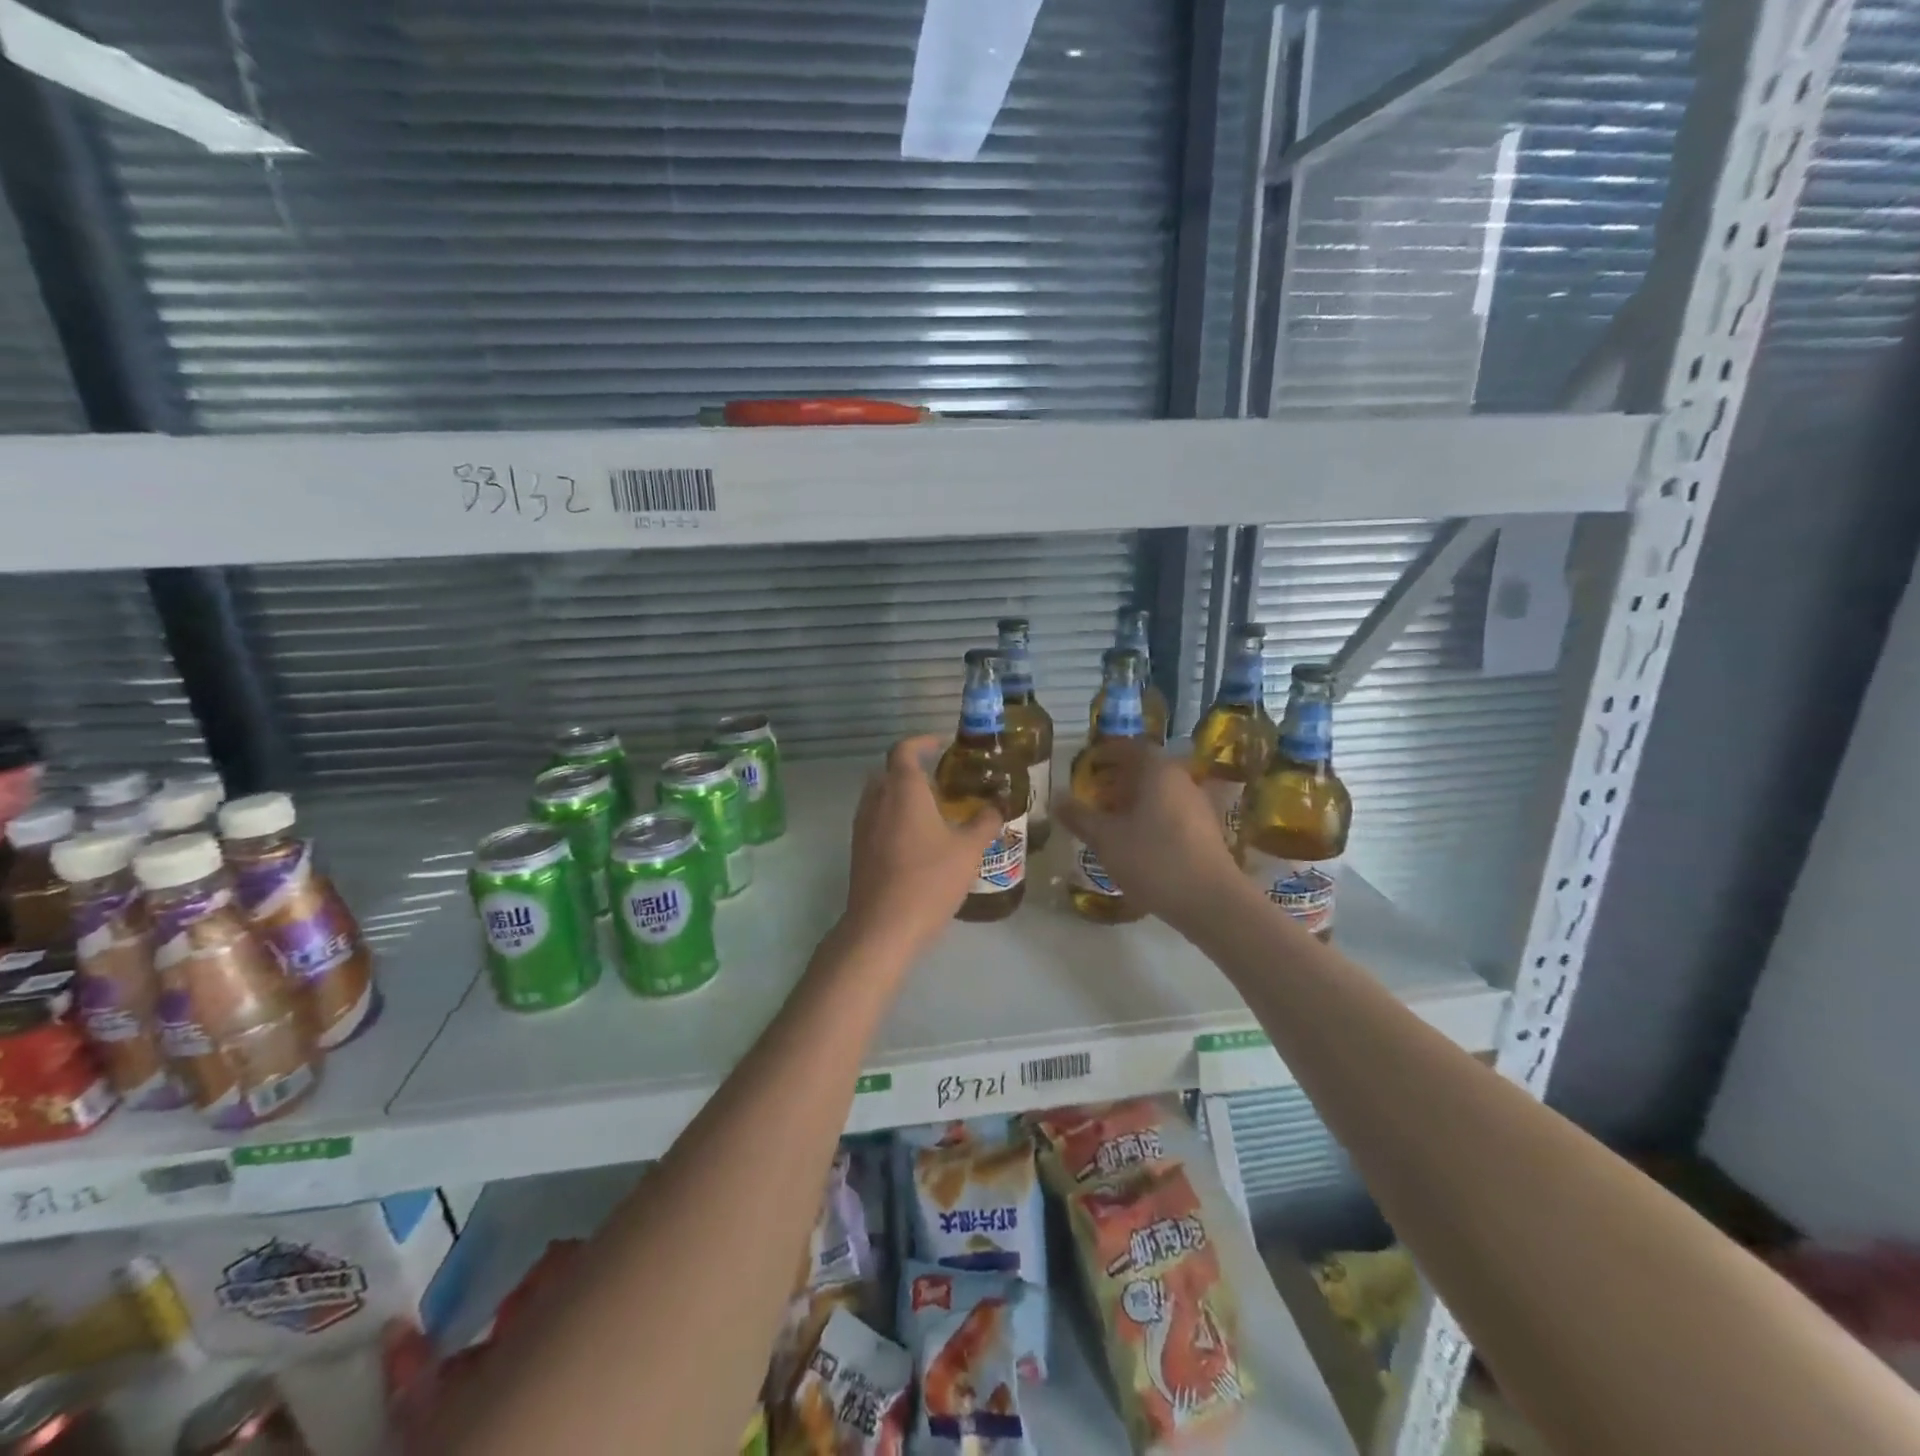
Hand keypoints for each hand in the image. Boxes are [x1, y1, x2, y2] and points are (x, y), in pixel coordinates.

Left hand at [843, 735, 1002, 953]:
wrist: (882, 927)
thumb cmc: (929, 880)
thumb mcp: (968, 850)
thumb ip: (985, 822)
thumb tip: (998, 805)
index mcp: (903, 790)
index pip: (905, 750)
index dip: (923, 742)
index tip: (942, 745)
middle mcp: (877, 800)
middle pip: (890, 771)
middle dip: (913, 770)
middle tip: (942, 781)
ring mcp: (863, 825)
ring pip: (880, 796)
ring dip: (902, 795)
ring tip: (933, 811)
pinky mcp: (858, 849)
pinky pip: (876, 819)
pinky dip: (893, 817)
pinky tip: (917, 841)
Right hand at [1052, 740, 1241, 933]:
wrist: (1211, 901)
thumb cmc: (1153, 860)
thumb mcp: (1106, 839)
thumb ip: (1080, 816)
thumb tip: (1057, 798)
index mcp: (1158, 771)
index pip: (1130, 747)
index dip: (1106, 753)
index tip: (1086, 765)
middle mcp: (1182, 780)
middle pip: (1146, 769)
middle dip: (1118, 779)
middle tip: (1092, 794)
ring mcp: (1198, 805)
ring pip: (1160, 792)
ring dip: (1134, 800)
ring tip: (1109, 820)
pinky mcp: (1206, 831)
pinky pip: (1171, 812)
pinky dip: (1150, 817)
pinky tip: (1136, 841)